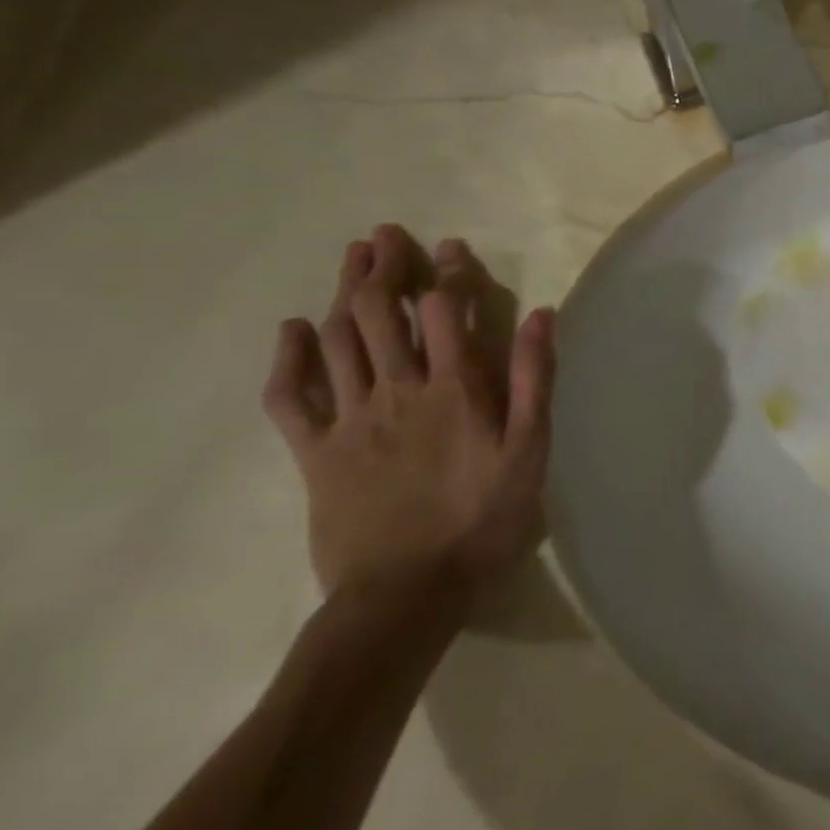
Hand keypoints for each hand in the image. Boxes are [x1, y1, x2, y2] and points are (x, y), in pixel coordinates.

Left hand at [261, 225, 555, 602]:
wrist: (406, 594)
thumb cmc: (482, 519)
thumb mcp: (530, 449)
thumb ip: (533, 379)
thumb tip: (541, 314)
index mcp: (455, 388)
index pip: (447, 311)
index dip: (448, 272)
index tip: (450, 246)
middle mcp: (398, 390)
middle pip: (381, 313)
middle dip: (384, 267)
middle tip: (386, 235)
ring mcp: (350, 420)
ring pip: (338, 341)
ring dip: (342, 294)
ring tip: (351, 259)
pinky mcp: (315, 453)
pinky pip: (290, 398)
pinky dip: (288, 359)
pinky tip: (292, 331)